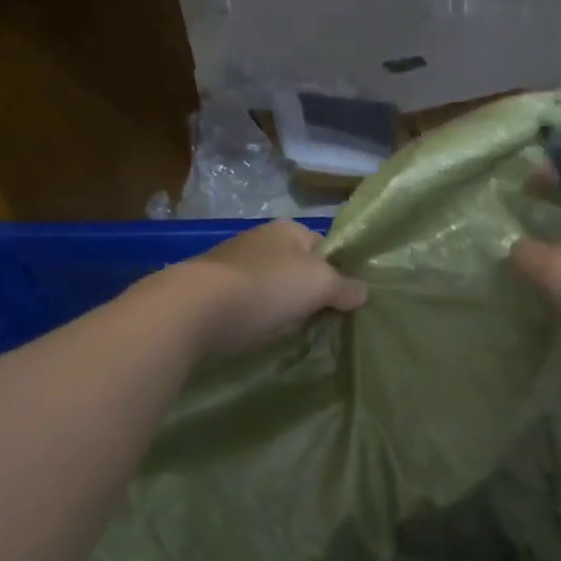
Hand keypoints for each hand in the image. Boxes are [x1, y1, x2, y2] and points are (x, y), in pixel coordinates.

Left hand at [172, 219, 368, 356]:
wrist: (197, 307)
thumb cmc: (268, 287)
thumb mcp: (320, 285)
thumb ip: (345, 287)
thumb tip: (363, 292)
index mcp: (289, 229)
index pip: (324, 247)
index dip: (337, 272)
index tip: (343, 301)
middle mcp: (261, 239)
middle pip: (298, 267)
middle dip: (308, 292)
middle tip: (321, 319)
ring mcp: (234, 263)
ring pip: (272, 286)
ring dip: (281, 305)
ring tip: (290, 329)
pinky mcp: (213, 289)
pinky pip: (248, 302)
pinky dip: (257, 315)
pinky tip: (259, 331)